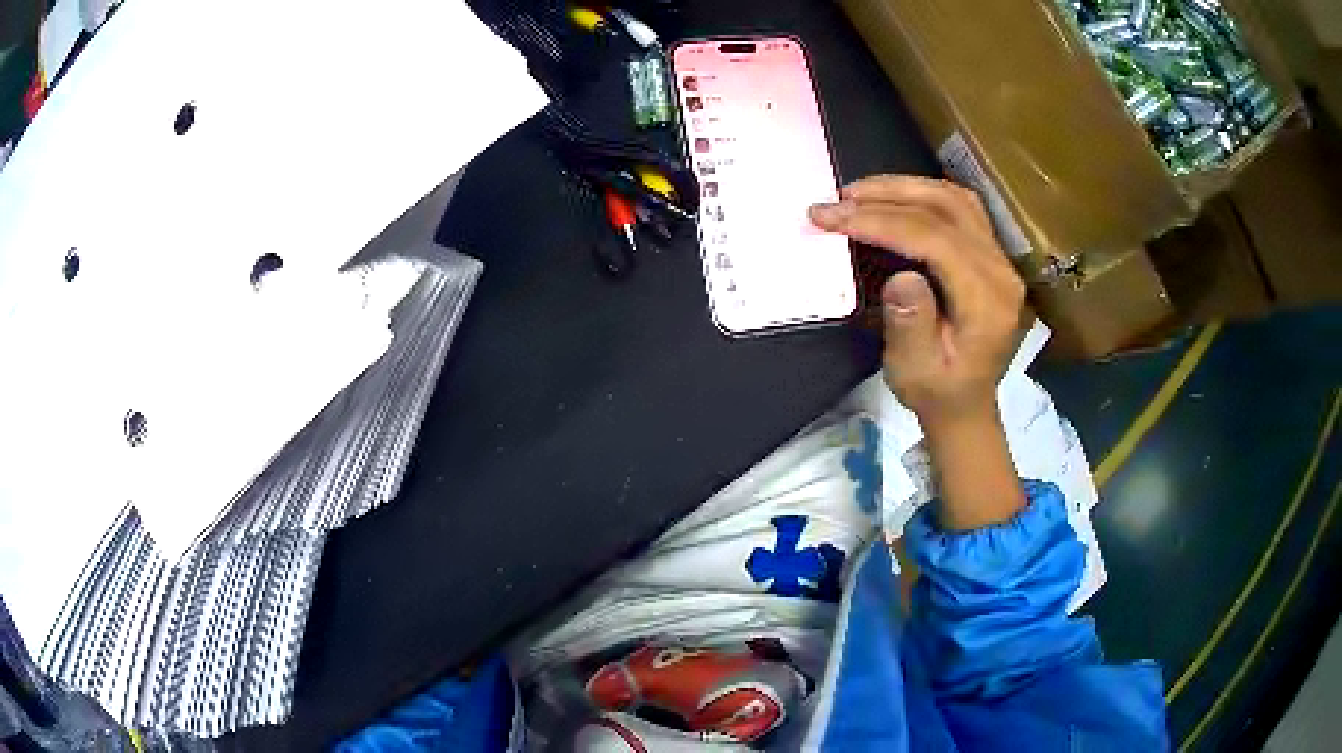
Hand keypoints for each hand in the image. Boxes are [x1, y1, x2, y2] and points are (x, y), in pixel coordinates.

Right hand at [809, 176, 1025, 426]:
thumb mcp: (914, 371)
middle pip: (946, 210)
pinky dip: (922, 194)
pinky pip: (960, 207)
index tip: (832, 218)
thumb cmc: (936, 392)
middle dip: (886, 198)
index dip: (882, 222)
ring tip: (858, 193)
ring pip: (954, 200)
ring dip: (903, 189)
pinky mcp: (991, 253)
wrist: (965, 404)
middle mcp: (1000, 271)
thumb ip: (910, 325)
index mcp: (987, 302)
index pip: (936, 240)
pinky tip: (893, 198)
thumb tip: (899, 275)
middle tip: (837, 200)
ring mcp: (999, 258)